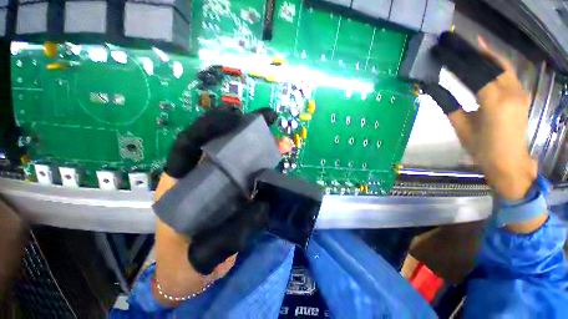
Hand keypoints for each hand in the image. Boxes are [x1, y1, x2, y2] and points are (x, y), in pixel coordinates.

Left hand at [153, 107, 290, 306]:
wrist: (192, 278)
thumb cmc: (185, 267)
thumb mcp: (200, 257)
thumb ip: (228, 237)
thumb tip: (262, 206)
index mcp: (181, 185)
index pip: (188, 146)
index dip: (209, 127)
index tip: (234, 115)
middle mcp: (203, 178)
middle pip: (221, 145)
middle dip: (242, 129)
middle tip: (266, 118)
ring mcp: (223, 184)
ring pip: (242, 158)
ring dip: (261, 147)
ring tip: (281, 138)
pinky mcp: (237, 192)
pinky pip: (253, 174)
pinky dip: (267, 166)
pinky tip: (280, 158)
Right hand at [427, 33, 537, 200]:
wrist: (508, 161)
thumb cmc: (481, 148)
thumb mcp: (461, 127)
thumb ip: (449, 105)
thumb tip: (435, 90)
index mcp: (493, 101)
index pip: (475, 73)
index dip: (460, 61)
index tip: (447, 52)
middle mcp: (510, 92)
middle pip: (492, 64)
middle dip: (476, 52)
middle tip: (460, 43)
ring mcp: (520, 93)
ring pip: (504, 66)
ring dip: (489, 56)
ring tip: (474, 47)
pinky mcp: (522, 96)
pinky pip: (510, 75)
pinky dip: (499, 65)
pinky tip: (490, 60)